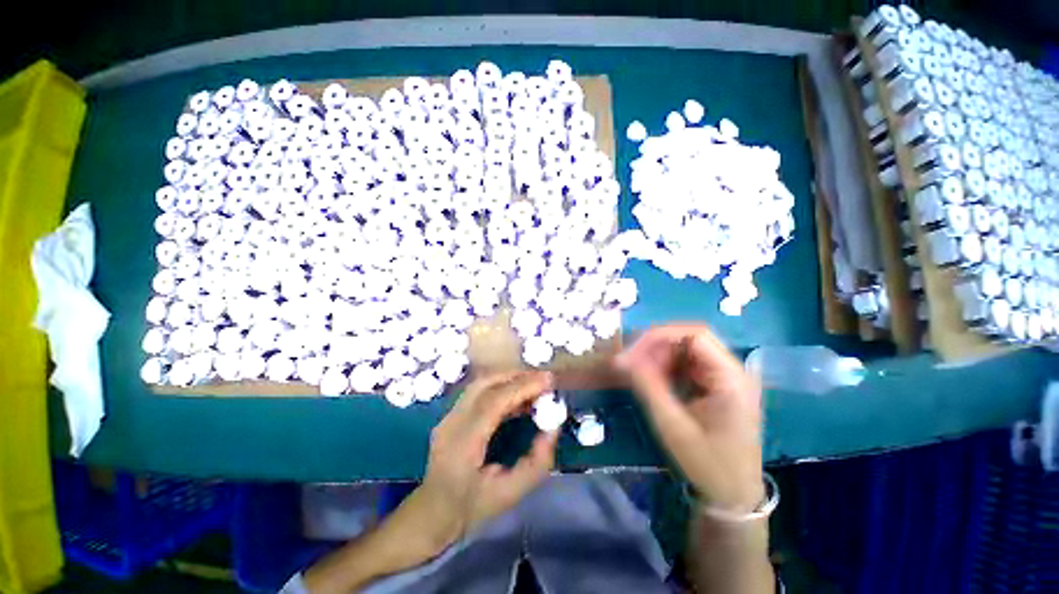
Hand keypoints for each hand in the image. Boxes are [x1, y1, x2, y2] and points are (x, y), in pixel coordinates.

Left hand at [409, 371, 558, 553]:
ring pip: (481, 383)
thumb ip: (536, 463)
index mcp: (463, 442)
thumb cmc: (472, 507)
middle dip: (518, 377)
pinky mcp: (451, 414)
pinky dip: (501, 387)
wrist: (433, 513)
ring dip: (509, 379)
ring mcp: (448, 415)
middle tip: (544, 380)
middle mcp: (452, 421)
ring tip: (534, 385)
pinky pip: (478, 391)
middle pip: (486, 384)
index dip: (522, 386)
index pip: (494, 401)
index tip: (548, 381)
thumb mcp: (510, 493)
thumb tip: (553, 428)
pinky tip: (517, 397)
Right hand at [617, 324, 763, 511]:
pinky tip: (651, 380)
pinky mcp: (716, 386)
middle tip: (630, 362)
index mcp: (732, 378)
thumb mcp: (673, 426)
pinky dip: (665, 367)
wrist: (734, 496)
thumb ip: (649, 387)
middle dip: (656, 346)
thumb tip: (623, 359)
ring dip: (658, 356)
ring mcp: (725, 378)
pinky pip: (687, 365)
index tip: (632, 350)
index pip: (695, 335)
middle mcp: (732, 371)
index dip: (660, 336)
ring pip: (686, 350)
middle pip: (690, 339)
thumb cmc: (708, 465)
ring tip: (636, 372)